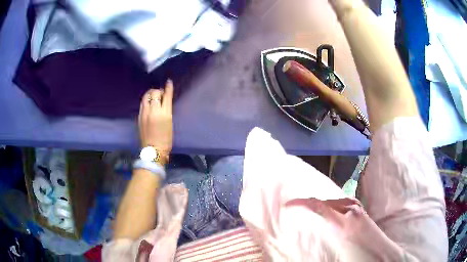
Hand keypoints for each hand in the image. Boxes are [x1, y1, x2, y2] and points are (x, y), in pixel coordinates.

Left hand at [138, 80, 173, 157]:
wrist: (154, 150)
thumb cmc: (166, 139)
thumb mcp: (170, 123)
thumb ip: (167, 110)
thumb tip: (164, 101)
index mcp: (165, 113)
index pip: (166, 96)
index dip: (168, 88)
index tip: (169, 82)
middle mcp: (154, 111)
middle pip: (155, 93)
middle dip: (158, 91)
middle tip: (161, 94)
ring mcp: (145, 113)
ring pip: (147, 96)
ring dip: (151, 93)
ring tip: (154, 96)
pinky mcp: (140, 117)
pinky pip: (142, 103)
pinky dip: (146, 100)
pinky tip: (149, 103)